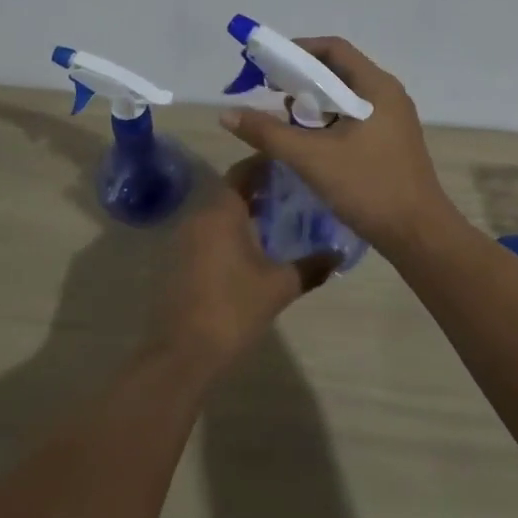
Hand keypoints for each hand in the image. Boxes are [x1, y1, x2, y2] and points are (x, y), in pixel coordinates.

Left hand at [146, 160, 333, 372]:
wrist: (182, 353)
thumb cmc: (233, 309)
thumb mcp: (280, 286)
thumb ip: (311, 266)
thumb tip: (338, 254)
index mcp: (222, 211)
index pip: (244, 170)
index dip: (267, 164)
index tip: (293, 164)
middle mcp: (199, 216)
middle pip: (231, 189)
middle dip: (261, 188)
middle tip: (294, 191)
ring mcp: (186, 239)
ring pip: (220, 212)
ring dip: (246, 210)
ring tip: (280, 218)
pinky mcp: (180, 260)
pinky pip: (210, 231)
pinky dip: (231, 230)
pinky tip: (254, 248)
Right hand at [219, 36, 461, 254]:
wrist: (419, 235)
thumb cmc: (368, 187)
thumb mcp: (311, 158)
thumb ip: (267, 133)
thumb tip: (227, 113)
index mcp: (376, 87)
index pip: (333, 49)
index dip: (298, 50)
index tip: (267, 65)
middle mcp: (388, 95)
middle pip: (338, 71)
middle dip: (301, 79)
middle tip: (269, 92)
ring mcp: (393, 120)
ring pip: (345, 98)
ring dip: (313, 103)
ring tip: (284, 120)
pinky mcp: (391, 142)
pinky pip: (354, 118)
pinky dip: (328, 122)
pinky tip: (308, 143)